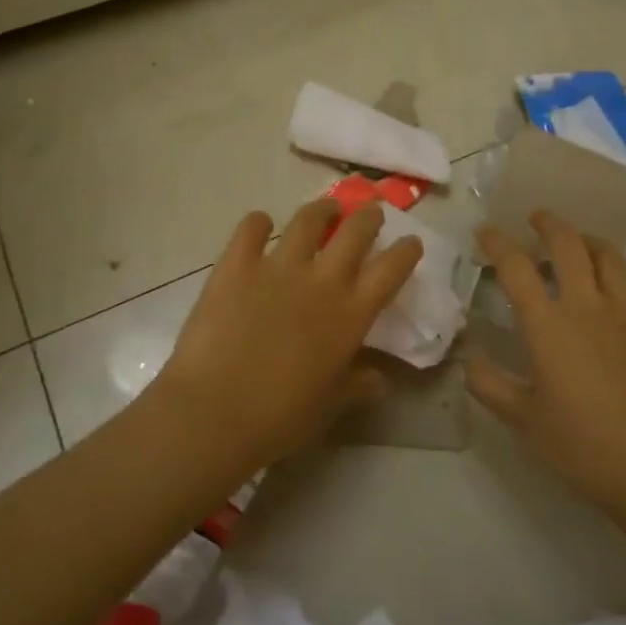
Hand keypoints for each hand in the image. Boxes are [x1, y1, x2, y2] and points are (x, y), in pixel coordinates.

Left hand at [150, 199, 423, 470]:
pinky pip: (251, 228)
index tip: (410, 241)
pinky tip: (261, 224)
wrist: (215, 411)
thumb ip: (358, 385)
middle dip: (368, 217)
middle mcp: (320, 281)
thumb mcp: (330, 406)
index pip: (390, 270)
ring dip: (322, 209)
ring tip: (327, 208)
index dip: (405, 251)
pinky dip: (258, 222)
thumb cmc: (280, 416)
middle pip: (355, 232)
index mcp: (350, 315)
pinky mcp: (236, 264)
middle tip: (370, 213)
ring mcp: (277, 267)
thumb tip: (381, 379)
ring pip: (308, 220)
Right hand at [466, 212, 625, 517]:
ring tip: (583, 243)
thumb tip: (466, 359)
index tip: (485, 231)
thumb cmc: (584, 448)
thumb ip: (489, 385)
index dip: (497, 242)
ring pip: (613, 257)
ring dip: (593, 243)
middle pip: (568, 244)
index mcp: (548, 324)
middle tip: (538, 218)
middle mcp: (589, 305)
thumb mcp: (523, 422)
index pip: (515, 267)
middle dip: (549, 224)